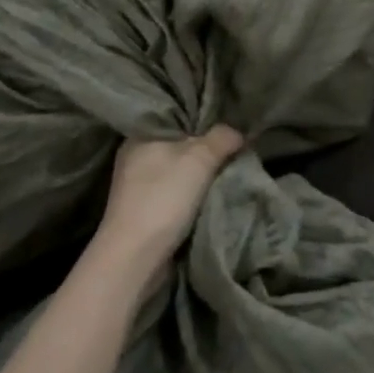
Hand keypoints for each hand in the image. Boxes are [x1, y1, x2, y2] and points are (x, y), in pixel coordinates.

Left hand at [92, 126, 244, 271]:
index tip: (229, 121)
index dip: (203, 118)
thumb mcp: (200, 158)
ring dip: (199, 172)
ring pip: (178, 168)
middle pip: (179, 143)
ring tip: (229, 167)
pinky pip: (175, 190)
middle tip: (234, 144)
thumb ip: (222, 138)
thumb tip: (238, 132)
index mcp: (141, 135)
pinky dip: (192, 192)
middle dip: (205, 146)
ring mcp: (137, 184)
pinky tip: (211, 192)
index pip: (176, 116)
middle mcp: (135, 155)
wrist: (135, 256)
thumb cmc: (164, 197)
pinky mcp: (144, 209)